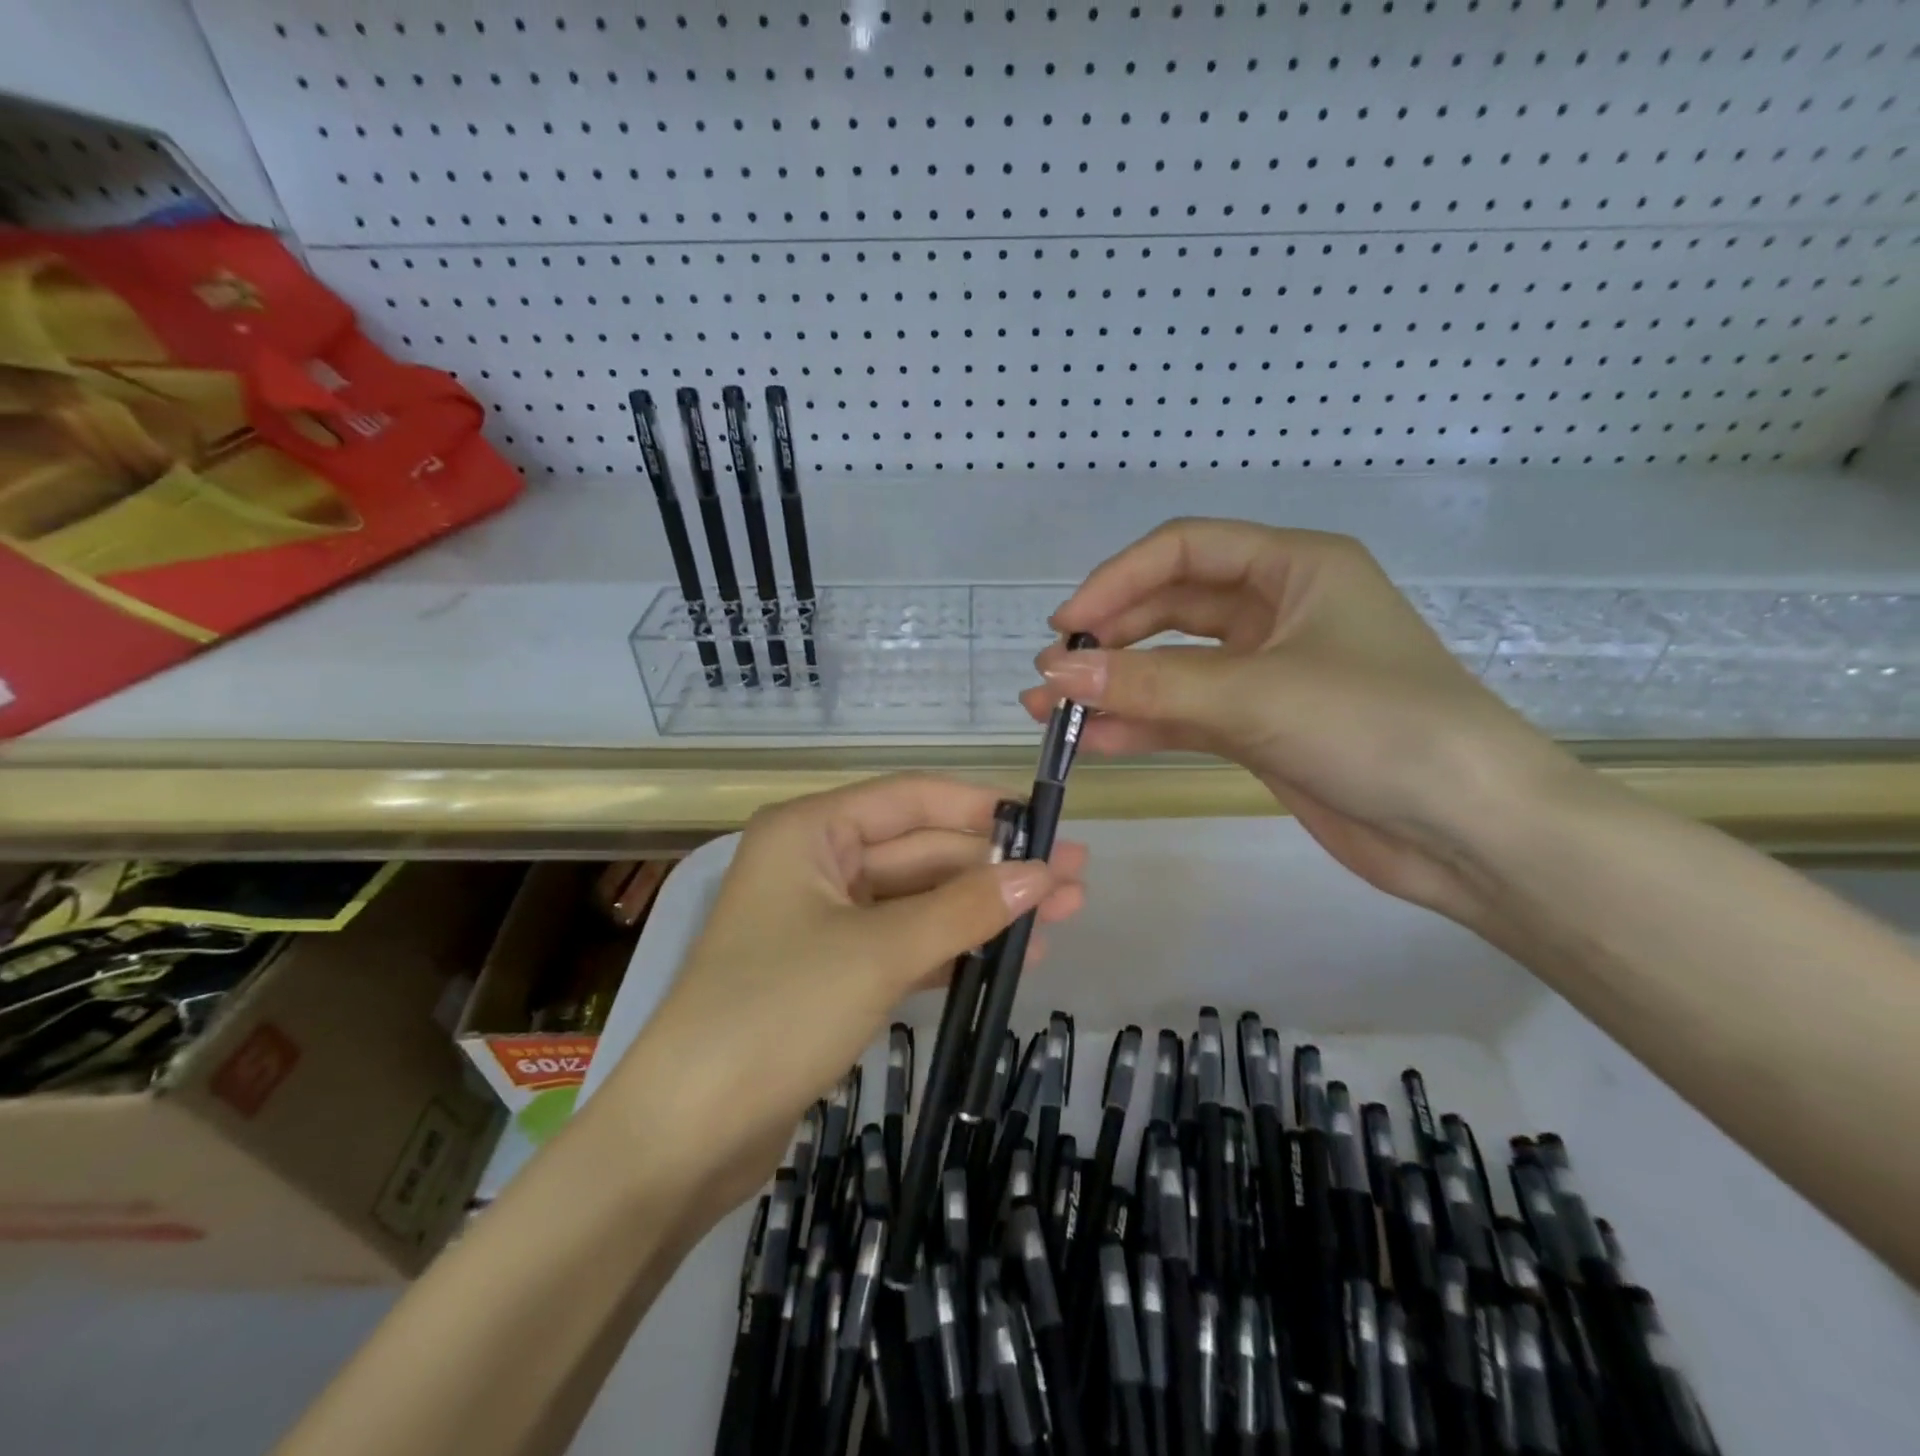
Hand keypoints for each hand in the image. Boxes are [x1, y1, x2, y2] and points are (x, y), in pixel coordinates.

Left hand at [601, 774, 1087, 1225]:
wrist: (688, 1133)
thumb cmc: (778, 1013)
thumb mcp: (881, 951)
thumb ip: (965, 908)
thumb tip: (1042, 873)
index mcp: (811, 830)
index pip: (912, 798)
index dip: (982, 809)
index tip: (1048, 824)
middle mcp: (816, 861)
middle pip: (921, 850)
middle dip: (994, 867)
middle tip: (1075, 881)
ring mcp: (824, 918)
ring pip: (918, 899)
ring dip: (982, 909)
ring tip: (1062, 918)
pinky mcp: (832, 969)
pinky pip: (904, 941)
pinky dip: (953, 947)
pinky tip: (1010, 957)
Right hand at [1022, 517, 1573, 921]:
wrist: (1471, 832)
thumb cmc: (1379, 729)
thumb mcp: (1257, 695)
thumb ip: (1151, 685)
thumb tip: (1056, 674)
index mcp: (1296, 567)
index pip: (1185, 550)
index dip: (1117, 580)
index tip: (1066, 624)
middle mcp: (1278, 610)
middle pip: (1171, 607)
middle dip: (1110, 638)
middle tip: (1054, 674)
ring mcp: (1267, 673)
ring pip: (1173, 666)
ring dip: (1116, 686)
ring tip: (1052, 711)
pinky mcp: (1260, 728)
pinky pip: (1186, 715)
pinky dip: (1143, 725)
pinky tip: (1096, 742)